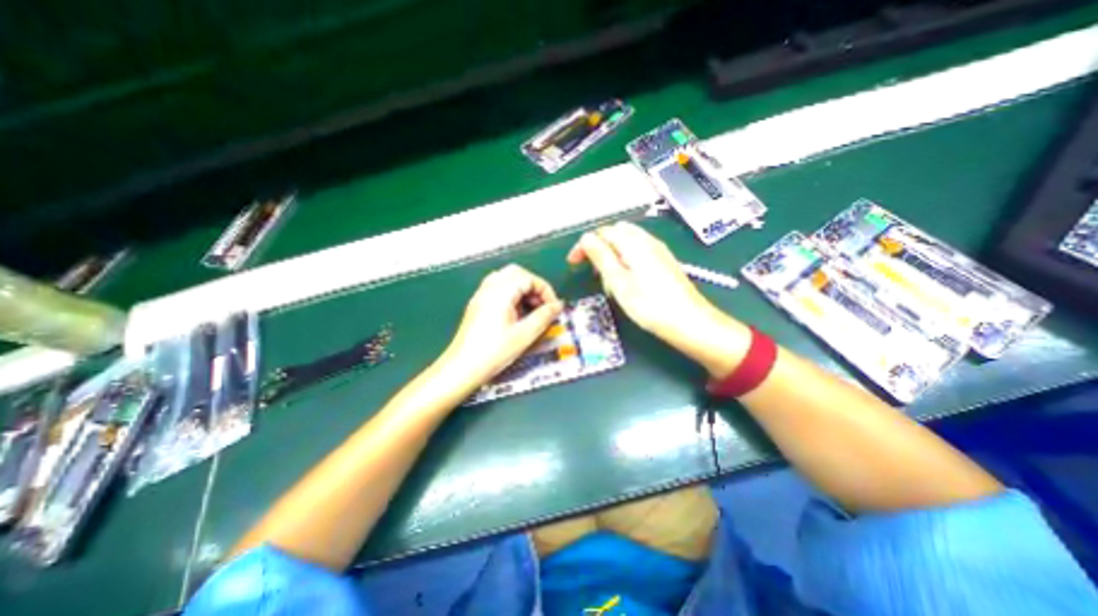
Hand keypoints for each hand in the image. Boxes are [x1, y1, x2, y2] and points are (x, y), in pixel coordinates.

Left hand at [439, 266, 560, 388]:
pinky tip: (516, 314)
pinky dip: (511, 295)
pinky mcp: (477, 305)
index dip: (545, 290)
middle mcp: (489, 288)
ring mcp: (481, 295)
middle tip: (542, 305)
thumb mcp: (524, 335)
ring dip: (522, 290)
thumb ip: (544, 317)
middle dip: (534, 286)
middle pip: (517, 273)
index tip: (553, 308)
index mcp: (500, 292)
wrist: (462, 368)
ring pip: (506, 279)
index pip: (528, 278)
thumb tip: (558, 305)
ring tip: (531, 310)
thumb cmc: (494, 352)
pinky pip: (497, 289)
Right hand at [571, 223, 751, 374]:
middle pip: (617, 233)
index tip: (573, 263)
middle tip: (591, 270)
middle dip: (600, 247)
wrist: (691, 323)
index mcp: (634, 243)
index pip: (603, 232)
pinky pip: (639, 253)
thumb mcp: (619, 282)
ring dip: (612, 255)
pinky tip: (627, 281)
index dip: (585, 245)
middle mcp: (648, 241)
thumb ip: (601, 257)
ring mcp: (659, 251)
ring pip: (628, 243)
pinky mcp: (665, 263)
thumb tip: (586, 238)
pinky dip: (626, 261)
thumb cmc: (650, 306)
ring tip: (607, 280)